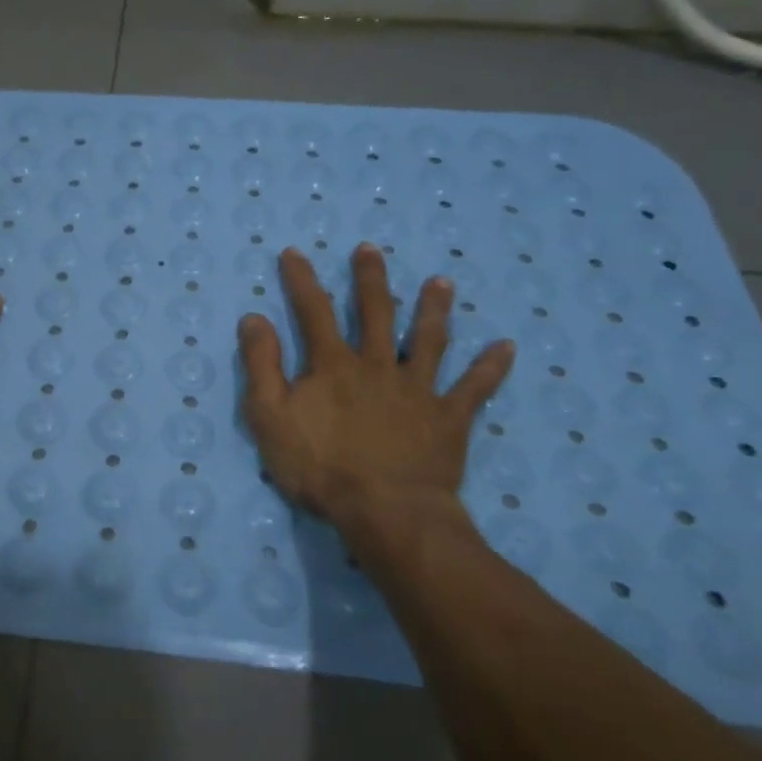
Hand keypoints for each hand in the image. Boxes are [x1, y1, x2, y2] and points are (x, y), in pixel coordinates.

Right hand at [238, 243, 514, 559]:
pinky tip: (507, 347)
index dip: (302, 280)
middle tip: (370, 249)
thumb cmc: (320, 467)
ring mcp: (417, 389)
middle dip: (370, 279)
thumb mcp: (269, 416)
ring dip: (434, 309)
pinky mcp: (449, 418)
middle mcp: (377, 365)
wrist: (385, 511)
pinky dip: (490, 367)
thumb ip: (261, 365)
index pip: (314, 311)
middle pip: (375, 313)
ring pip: (429, 340)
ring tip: (441, 282)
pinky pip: (475, 388)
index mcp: (333, 365)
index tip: (294, 252)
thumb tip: (254, 318)